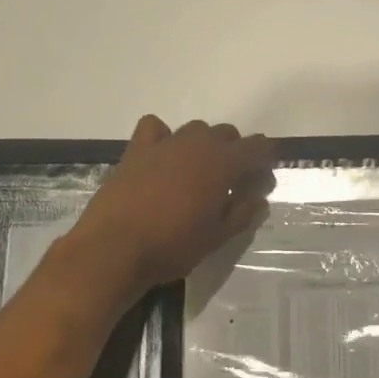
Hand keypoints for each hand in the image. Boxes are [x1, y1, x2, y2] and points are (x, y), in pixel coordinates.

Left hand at [68, 116, 275, 295]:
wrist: (114, 249)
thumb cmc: (172, 246)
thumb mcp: (217, 238)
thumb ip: (242, 214)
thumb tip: (259, 200)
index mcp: (223, 163)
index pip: (257, 148)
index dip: (264, 164)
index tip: (260, 185)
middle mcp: (197, 144)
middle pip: (227, 134)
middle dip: (236, 154)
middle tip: (231, 185)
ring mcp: (165, 143)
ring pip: (196, 129)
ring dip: (204, 145)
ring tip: (198, 173)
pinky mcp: (136, 149)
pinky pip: (155, 128)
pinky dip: (163, 136)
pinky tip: (163, 156)